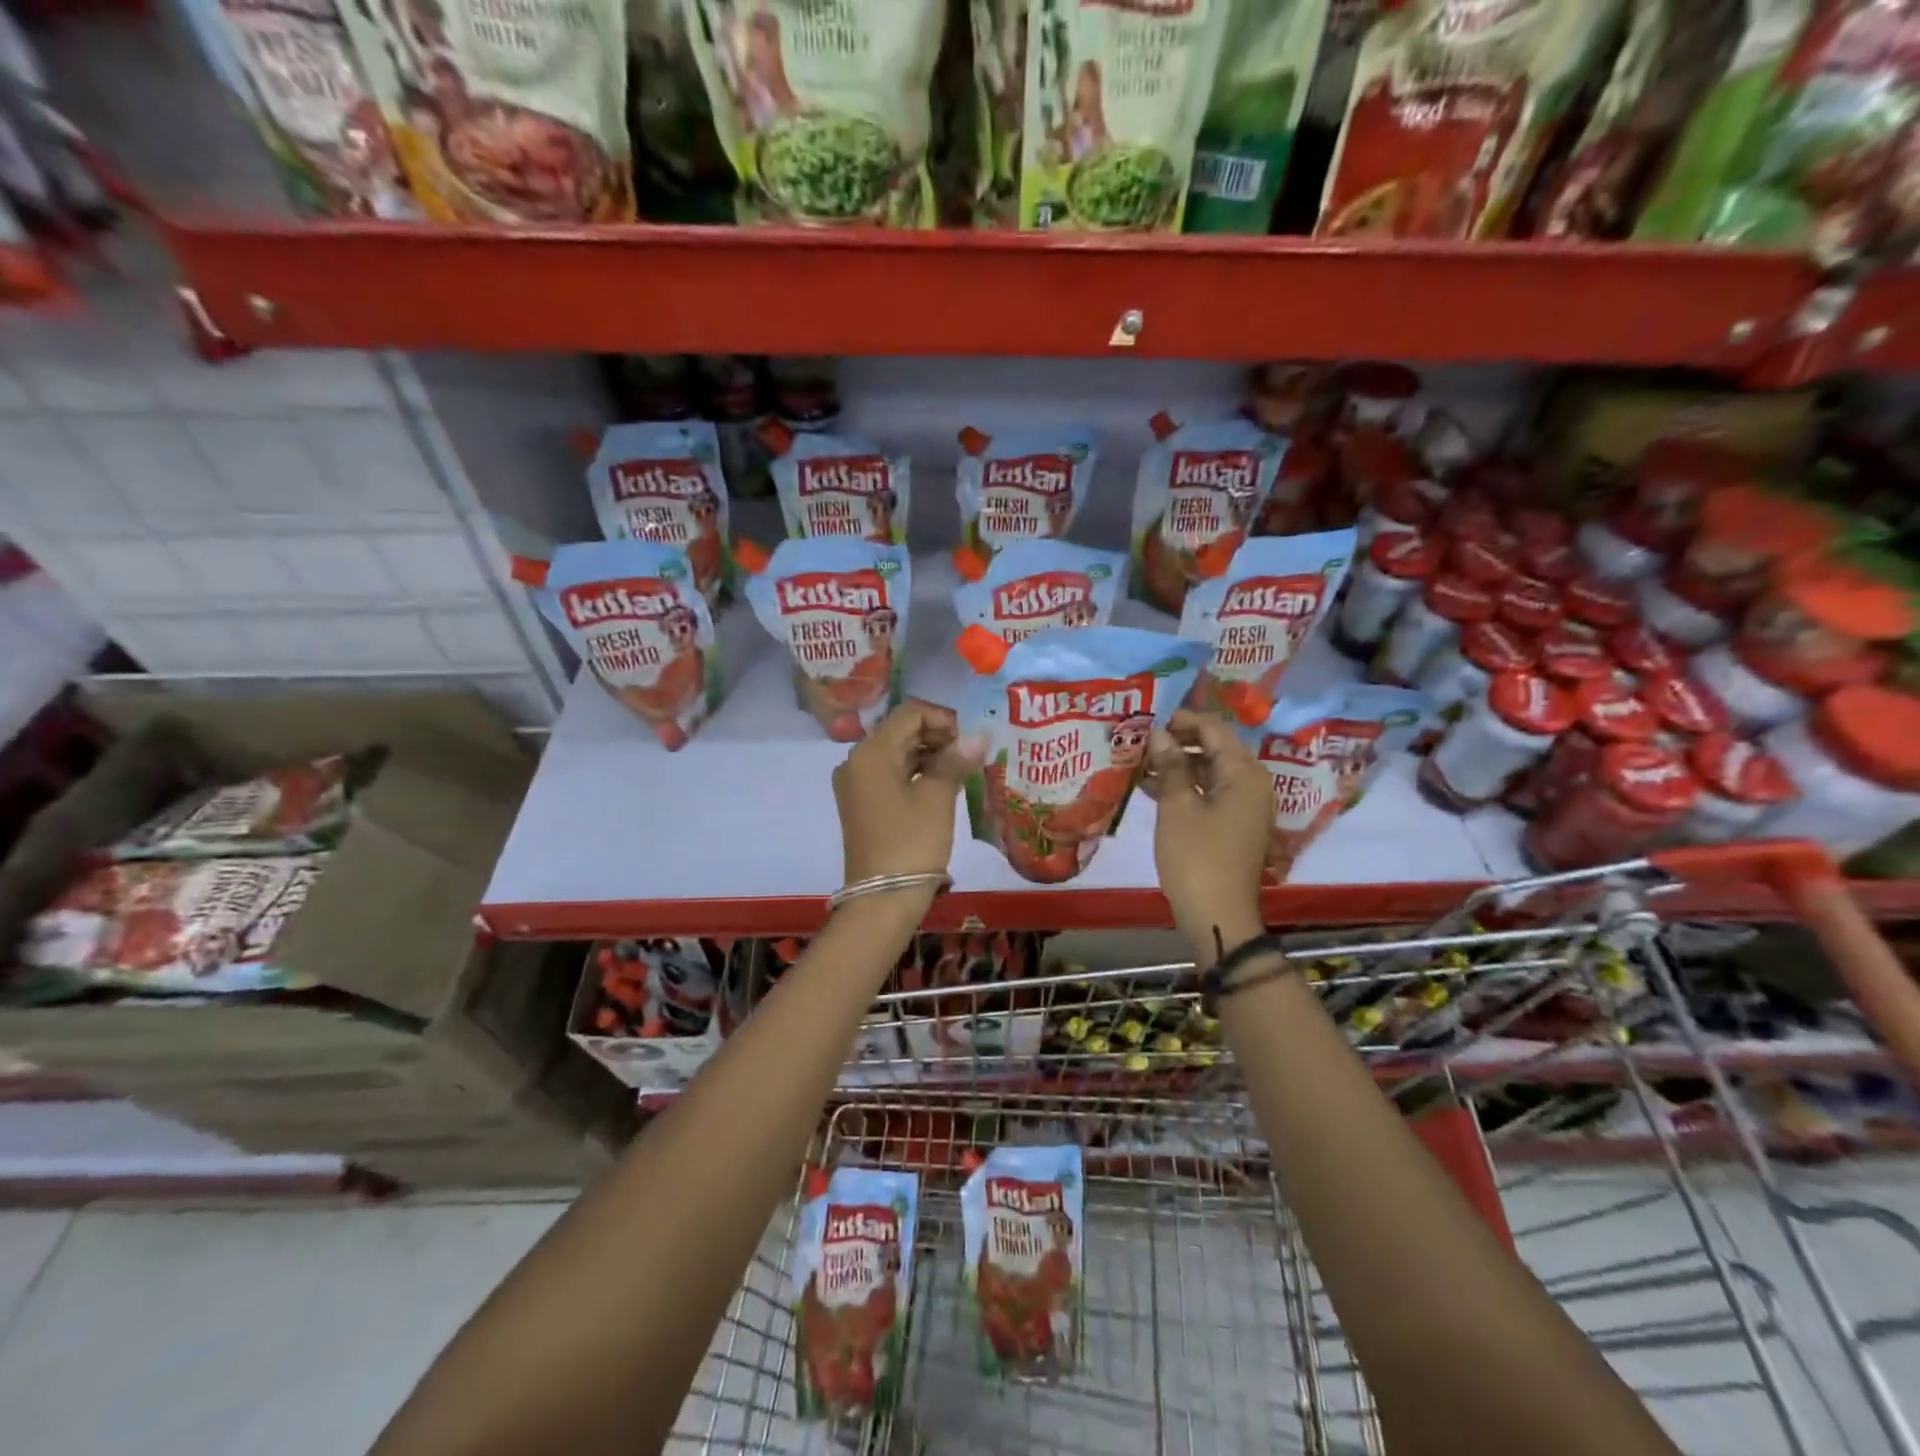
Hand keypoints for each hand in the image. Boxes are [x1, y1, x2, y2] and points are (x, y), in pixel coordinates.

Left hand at [834, 699, 985, 886]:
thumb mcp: (937, 797)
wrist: (882, 899)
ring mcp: (856, 784)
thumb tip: (979, 736)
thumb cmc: (911, 842)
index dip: (943, 719)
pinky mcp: (861, 803)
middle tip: (969, 754)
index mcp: (870, 752)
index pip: (909, 714)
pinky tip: (942, 785)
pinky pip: (890, 775)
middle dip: (937, 737)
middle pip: (900, 731)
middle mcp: (856, 761)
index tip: (969, 739)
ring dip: (928, 755)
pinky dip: (916, 773)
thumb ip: (955, 761)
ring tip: (961, 770)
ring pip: (896, 753)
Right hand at [1139, 709, 1270, 949]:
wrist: (1218, 915)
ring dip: (1177, 766)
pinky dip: (1184, 787)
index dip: (1182, 720)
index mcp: (1244, 772)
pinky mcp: (1234, 825)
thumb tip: (1160, 735)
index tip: (1149, 721)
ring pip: (1209, 772)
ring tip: (1140, 765)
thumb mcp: (1177, 806)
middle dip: (1177, 743)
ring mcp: (1245, 806)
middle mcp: (1252, 783)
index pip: (1214, 729)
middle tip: (1140, 743)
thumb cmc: (1196, 857)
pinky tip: (1152, 789)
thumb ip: (1169, 765)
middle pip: (1214, 748)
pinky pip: (1209, 793)